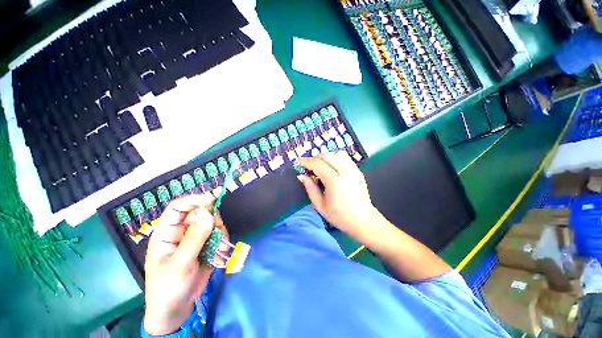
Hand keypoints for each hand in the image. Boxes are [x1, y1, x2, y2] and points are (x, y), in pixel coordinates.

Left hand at [143, 194, 227, 334]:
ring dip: (220, 232)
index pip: (178, 207)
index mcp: (167, 233)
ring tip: (220, 248)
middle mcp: (182, 231)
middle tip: (219, 230)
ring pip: (212, 223)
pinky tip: (221, 254)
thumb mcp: (180, 264)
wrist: (176, 309)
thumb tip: (208, 213)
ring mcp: (195, 238)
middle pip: (200, 212)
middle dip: (212, 219)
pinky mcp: (206, 245)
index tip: (213, 198)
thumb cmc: (169, 287)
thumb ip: (194, 238)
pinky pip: (219, 234)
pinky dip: (223, 242)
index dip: (194, 199)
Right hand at [296, 151, 375, 237]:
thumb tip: (301, 175)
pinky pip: (345, 157)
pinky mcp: (358, 170)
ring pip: (337, 153)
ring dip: (326, 156)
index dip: (306, 161)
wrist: (363, 220)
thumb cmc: (339, 216)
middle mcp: (345, 172)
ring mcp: (354, 170)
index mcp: (335, 182)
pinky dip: (336, 158)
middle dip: (315, 158)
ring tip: (321, 165)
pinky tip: (332, 167)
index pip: (318, 164)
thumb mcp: (319, 205)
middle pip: (327, 155)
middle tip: (309, 166)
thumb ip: (310, 188)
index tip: (298, 162)